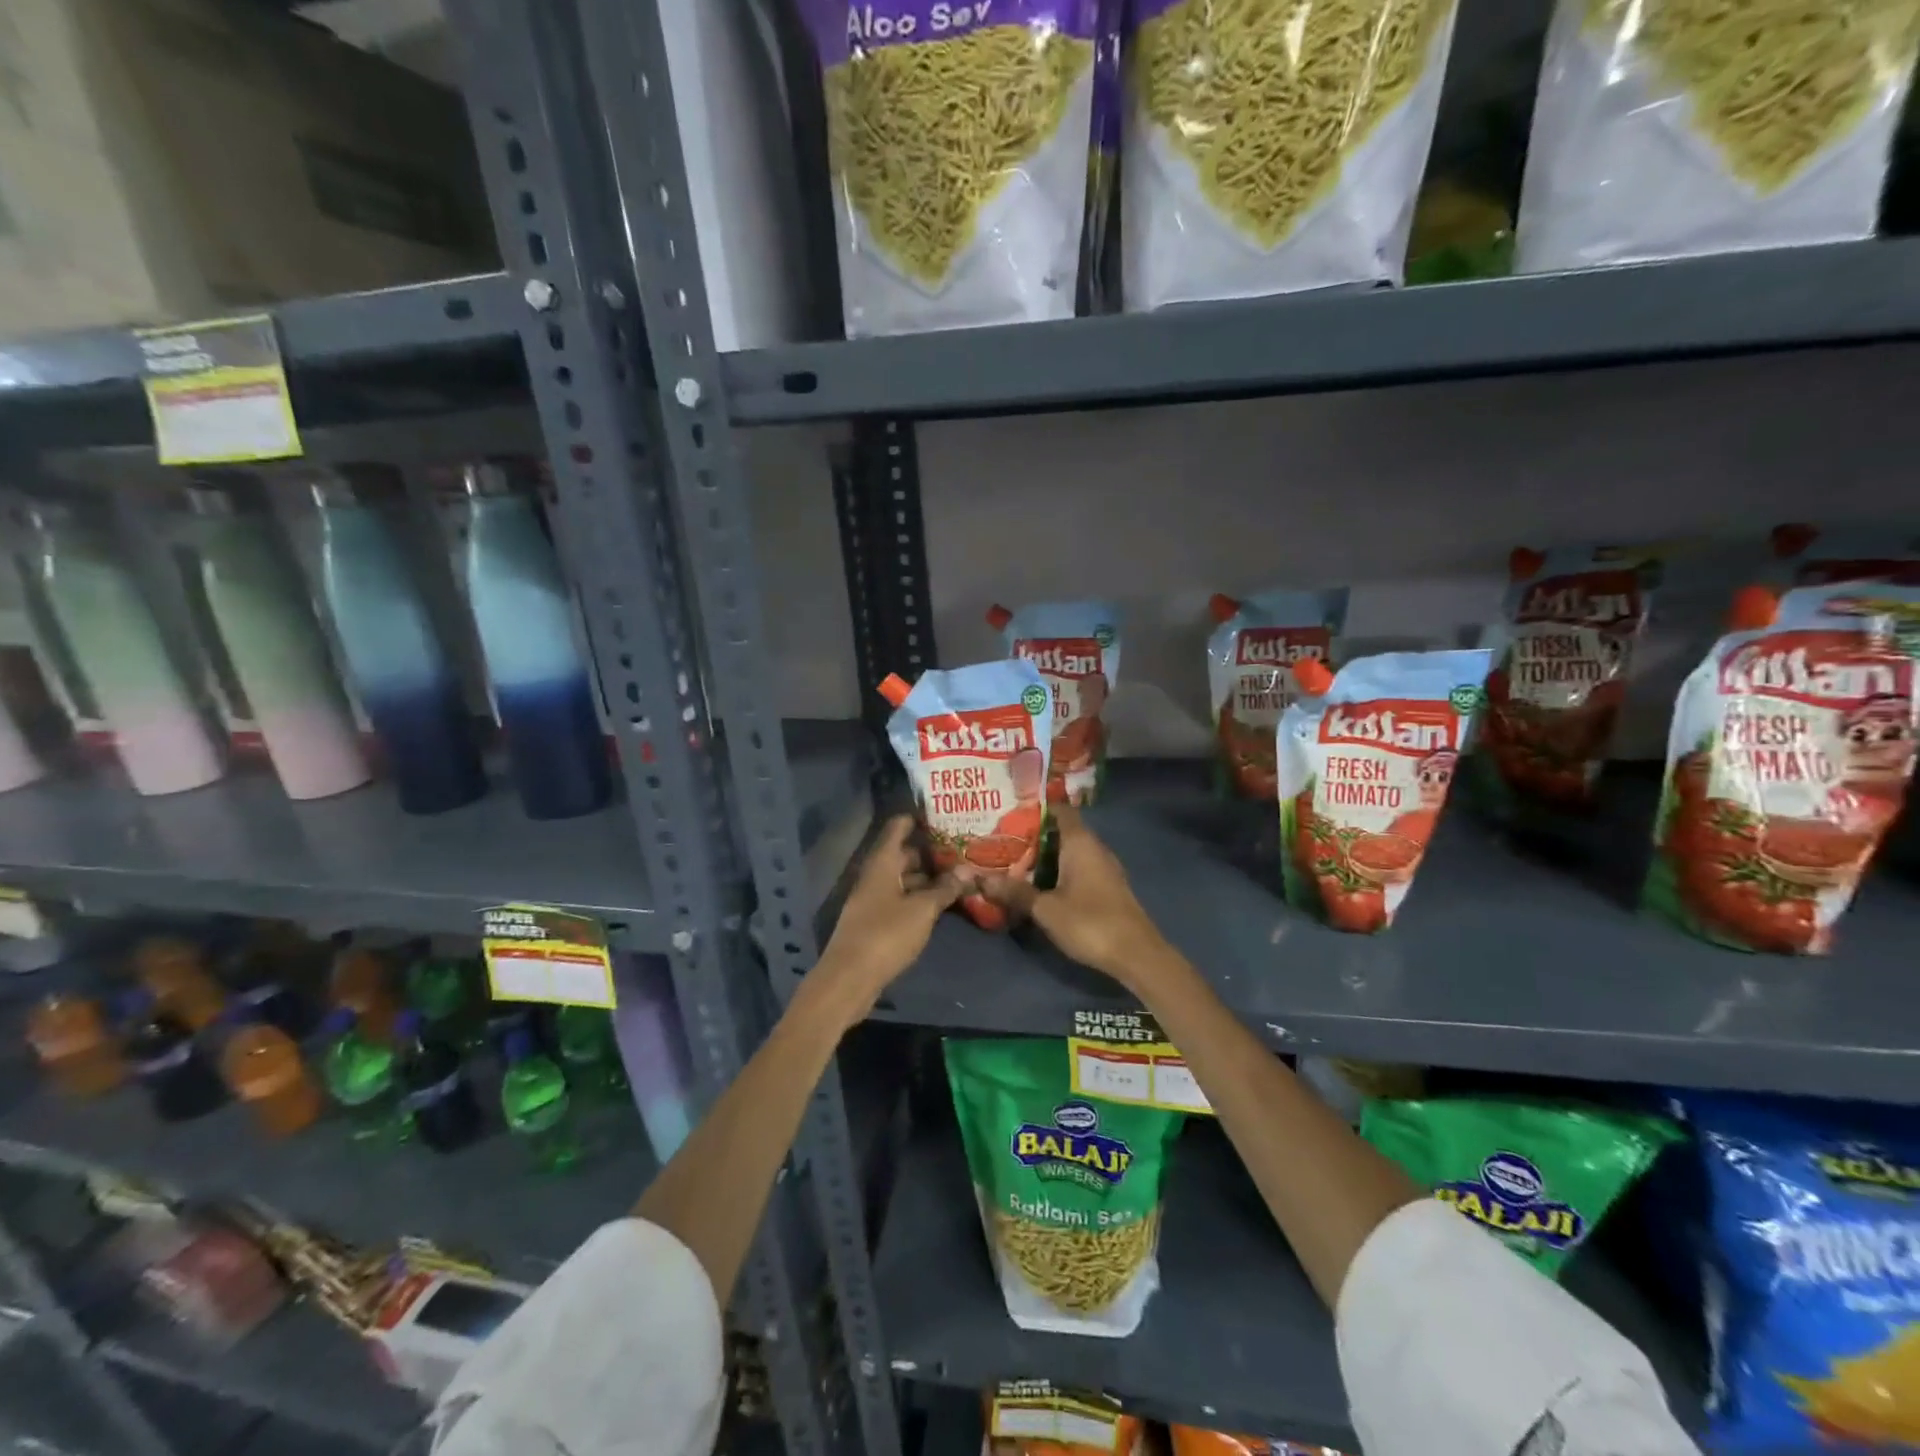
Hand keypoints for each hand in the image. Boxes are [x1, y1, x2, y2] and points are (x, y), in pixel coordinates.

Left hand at [813, 815, 972, 1014]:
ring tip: (960, 876)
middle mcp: (875, 875)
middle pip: (903, 854)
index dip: (919, 818)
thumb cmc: (885, 935)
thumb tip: (967, 870)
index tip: (945, 814)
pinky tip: (942, 904)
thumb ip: (945, 888)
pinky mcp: (876, 922)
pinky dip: (920, 898)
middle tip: (963, 849)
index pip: (898, 827)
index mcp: (881, 863)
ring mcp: (873, 899)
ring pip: (903, 879)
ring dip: (928, 878)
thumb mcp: (922, 910)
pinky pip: (901, 900)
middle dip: (931, 851)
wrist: (849, 979)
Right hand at [979, 805, 1172, 987]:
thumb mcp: (1045, 908)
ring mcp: (1104, 868)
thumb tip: (980, 879)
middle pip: (1063, 831)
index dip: (1037, 807)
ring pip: (1071, 852)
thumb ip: (1015, 892)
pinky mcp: (1108, 888)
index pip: (1060, 810)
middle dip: (1035, 835)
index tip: (1011, 811)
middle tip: (1003, 839)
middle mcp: (1095, 848)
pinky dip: (1060, 871)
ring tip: (1015, 861)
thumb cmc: (1090, 922)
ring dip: (1047, 856)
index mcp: (1081, 843)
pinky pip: (1079, 868)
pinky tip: (1041, 884)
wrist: (1136, 955)